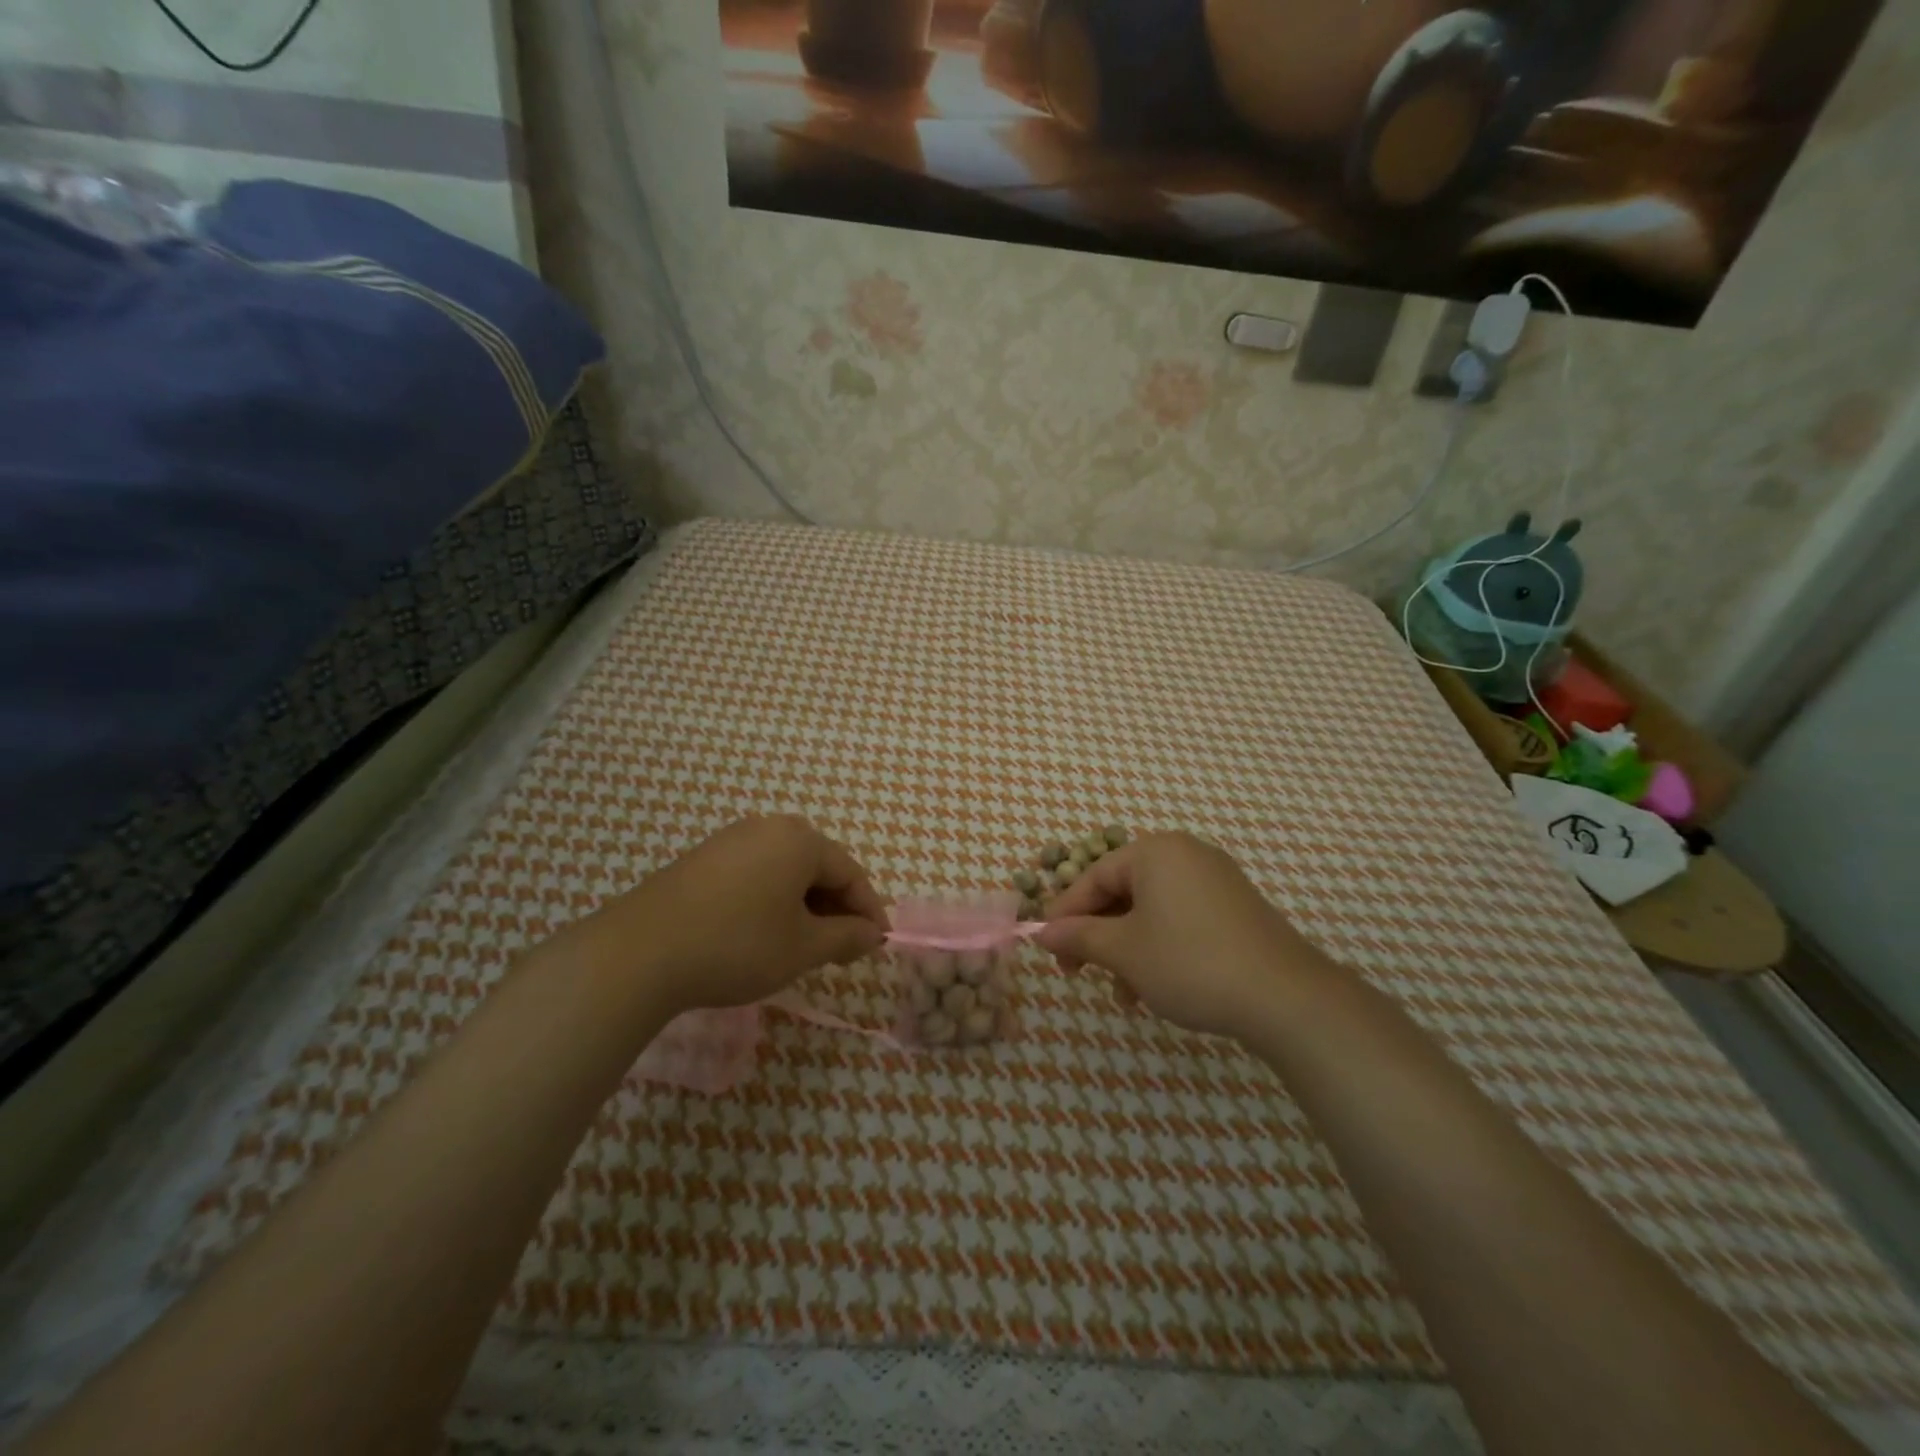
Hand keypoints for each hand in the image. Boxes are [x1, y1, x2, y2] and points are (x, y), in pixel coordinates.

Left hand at [565, 815, 888, 1017]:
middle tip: (842, 949)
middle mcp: (768, 827)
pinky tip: (763, 933)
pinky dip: (771, 901)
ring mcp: (730, 839)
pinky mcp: (702, 858)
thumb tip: (873, 934)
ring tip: (804, 945)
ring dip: (804, 906)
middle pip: (818, 867)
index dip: (869, 911)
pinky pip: (755, 874)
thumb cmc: (737, 945)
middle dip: (836, 908)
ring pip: (785, 871)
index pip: (851, 873)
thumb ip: (847, 938)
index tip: (878, 945)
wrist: (639, 952)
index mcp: (800, 840)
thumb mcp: (803, 948)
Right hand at [1036, 832, 1326, 1037]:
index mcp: (1155, 852)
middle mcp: (1185, 855)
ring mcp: (1215, 880)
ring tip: (1124, 996)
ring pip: (1150, 911)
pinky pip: (1180, 919)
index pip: (1093, 877)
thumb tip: (1040, 932)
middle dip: (1098, 937)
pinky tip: (1155, 989)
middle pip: (1122, 892)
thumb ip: (1078, 936)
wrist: (1286, 998)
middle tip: (1079, 974)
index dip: (1064, 913)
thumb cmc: (1190, 962)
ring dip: (1128, 951)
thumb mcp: (1124, 951)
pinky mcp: (1235, 908)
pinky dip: (1159, 948)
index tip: (1046, 947)